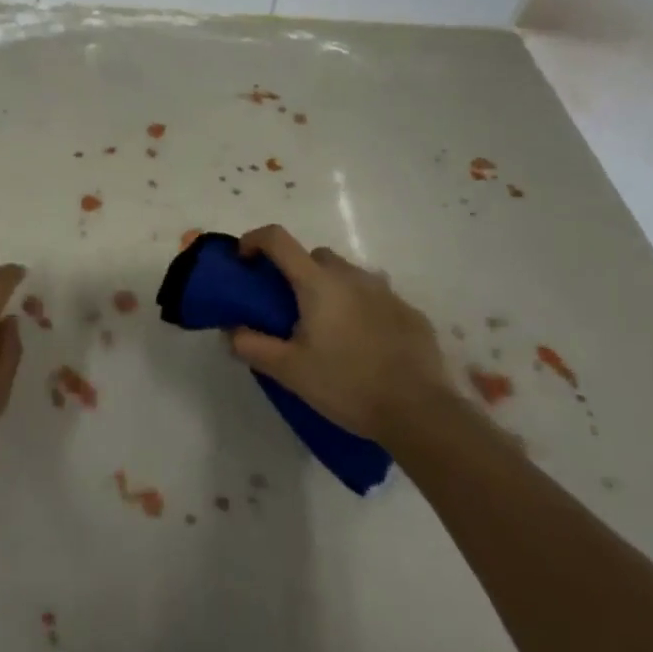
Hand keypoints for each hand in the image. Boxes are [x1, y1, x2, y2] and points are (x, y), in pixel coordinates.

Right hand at [230, 224, 451, 442]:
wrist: (420, 413)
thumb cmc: (347, 385)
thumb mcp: (289, 371)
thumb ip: (252, 346)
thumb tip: (232, 331)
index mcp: (317, 283)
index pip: (277, 239)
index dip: (254, 240)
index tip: (244, 261)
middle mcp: (351, 276)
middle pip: (315, 256)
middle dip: (297, 271)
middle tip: (290, 308)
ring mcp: (385, 292)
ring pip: (348, 275)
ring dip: (332, 289)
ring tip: (330, 328)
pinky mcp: (410, 312)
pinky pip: (376, 298)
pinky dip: (362, 309)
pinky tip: (365, 344)